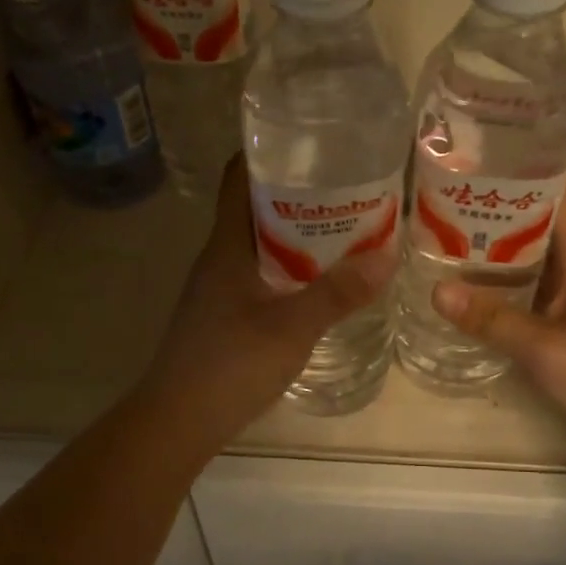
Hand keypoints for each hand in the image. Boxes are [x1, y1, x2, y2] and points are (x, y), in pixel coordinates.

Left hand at [141, 158, 396, 450]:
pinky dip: (288, 268)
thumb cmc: (230, 365)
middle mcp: (218, 258)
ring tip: (343, 229)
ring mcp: (217, 289)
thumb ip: (338, 293)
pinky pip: (259, 275)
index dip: (268, 153)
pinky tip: (317, 282)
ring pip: (258, 244)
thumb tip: (387, 254)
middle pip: (253, 208)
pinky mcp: (222, 316)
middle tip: (346, 186)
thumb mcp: (292, 328)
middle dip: (296, 193)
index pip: (238, 178)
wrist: (178, 421)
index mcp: (226, 245)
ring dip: (294, 233)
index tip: (310, 143)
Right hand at [431, 181, 565, 466]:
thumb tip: (437, 289)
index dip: (530, 172)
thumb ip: (492, 320)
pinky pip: (539, 296)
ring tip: (451, 247)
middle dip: (500, 214)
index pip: (564, 197)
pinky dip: (511, 291)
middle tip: (447, 208)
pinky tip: (481, 300)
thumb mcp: (545, 349)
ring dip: (502, 255)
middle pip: (543, 228)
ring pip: (539, 265)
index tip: (484, 162)